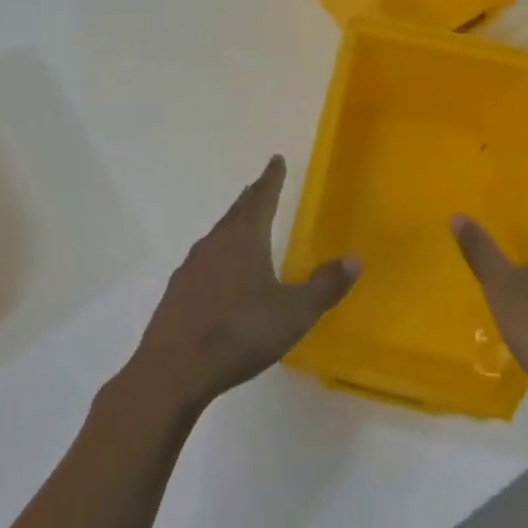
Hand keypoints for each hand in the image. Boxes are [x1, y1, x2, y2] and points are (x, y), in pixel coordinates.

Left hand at [128, 155, 358, 413]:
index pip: (262, 198)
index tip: (276, 159)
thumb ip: (324, 286)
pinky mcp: (177, 291)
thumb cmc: (239, 332)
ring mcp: (191, 266)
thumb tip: (353, 260)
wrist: (174, 368)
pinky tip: (219, 274)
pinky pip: (204, 261)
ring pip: (218, 235)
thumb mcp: (293, 313)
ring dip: (233, 225)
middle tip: (261, 185)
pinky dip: (218, 256)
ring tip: (243, 226)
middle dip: (252, 198)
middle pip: (237, 212)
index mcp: (244, 238)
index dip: (272, 178)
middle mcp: (215, 242)